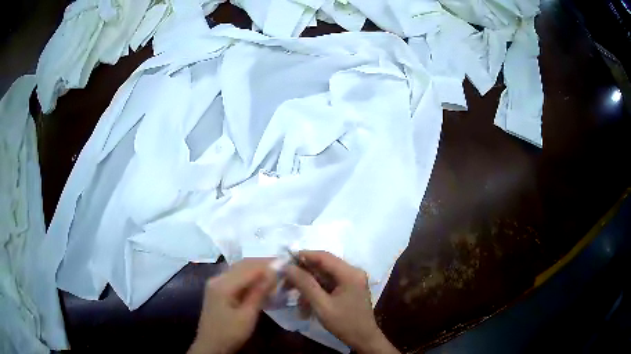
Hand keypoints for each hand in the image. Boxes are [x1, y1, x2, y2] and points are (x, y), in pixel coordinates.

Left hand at [188, 259, 276, 353]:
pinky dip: (249, 277)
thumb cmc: (230, 333)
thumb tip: (273, 271)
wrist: (210, 345)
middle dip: (262, 264)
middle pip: (242, 265)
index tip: (286, 263)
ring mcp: (216, 283)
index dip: (267, 264)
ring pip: (239, 269)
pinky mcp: (217, 289)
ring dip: (256, 269)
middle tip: (283, 267)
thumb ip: (259, 292)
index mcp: (223, 285)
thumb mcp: (248, 316)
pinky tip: (260, 282)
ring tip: (275, 273)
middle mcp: (217, 278)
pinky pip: (235, 277)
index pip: (248, 268)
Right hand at [286, 251, 398, 353]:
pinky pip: (329, 284)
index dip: (304, 255)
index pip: (324, 256)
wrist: (363, 338)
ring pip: (324, 276)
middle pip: (324, 265)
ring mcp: (352, 280)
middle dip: (304, 273)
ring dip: (308, 284)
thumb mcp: (322, 305)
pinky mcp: (349, 287)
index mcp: (350, 273)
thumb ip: (305, 285)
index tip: (285, 260)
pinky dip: (316, 290)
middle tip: (286, 281)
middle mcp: (353, 272)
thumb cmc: (344, 323)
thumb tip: (289, 267)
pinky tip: (306, 302)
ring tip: (294, 295)